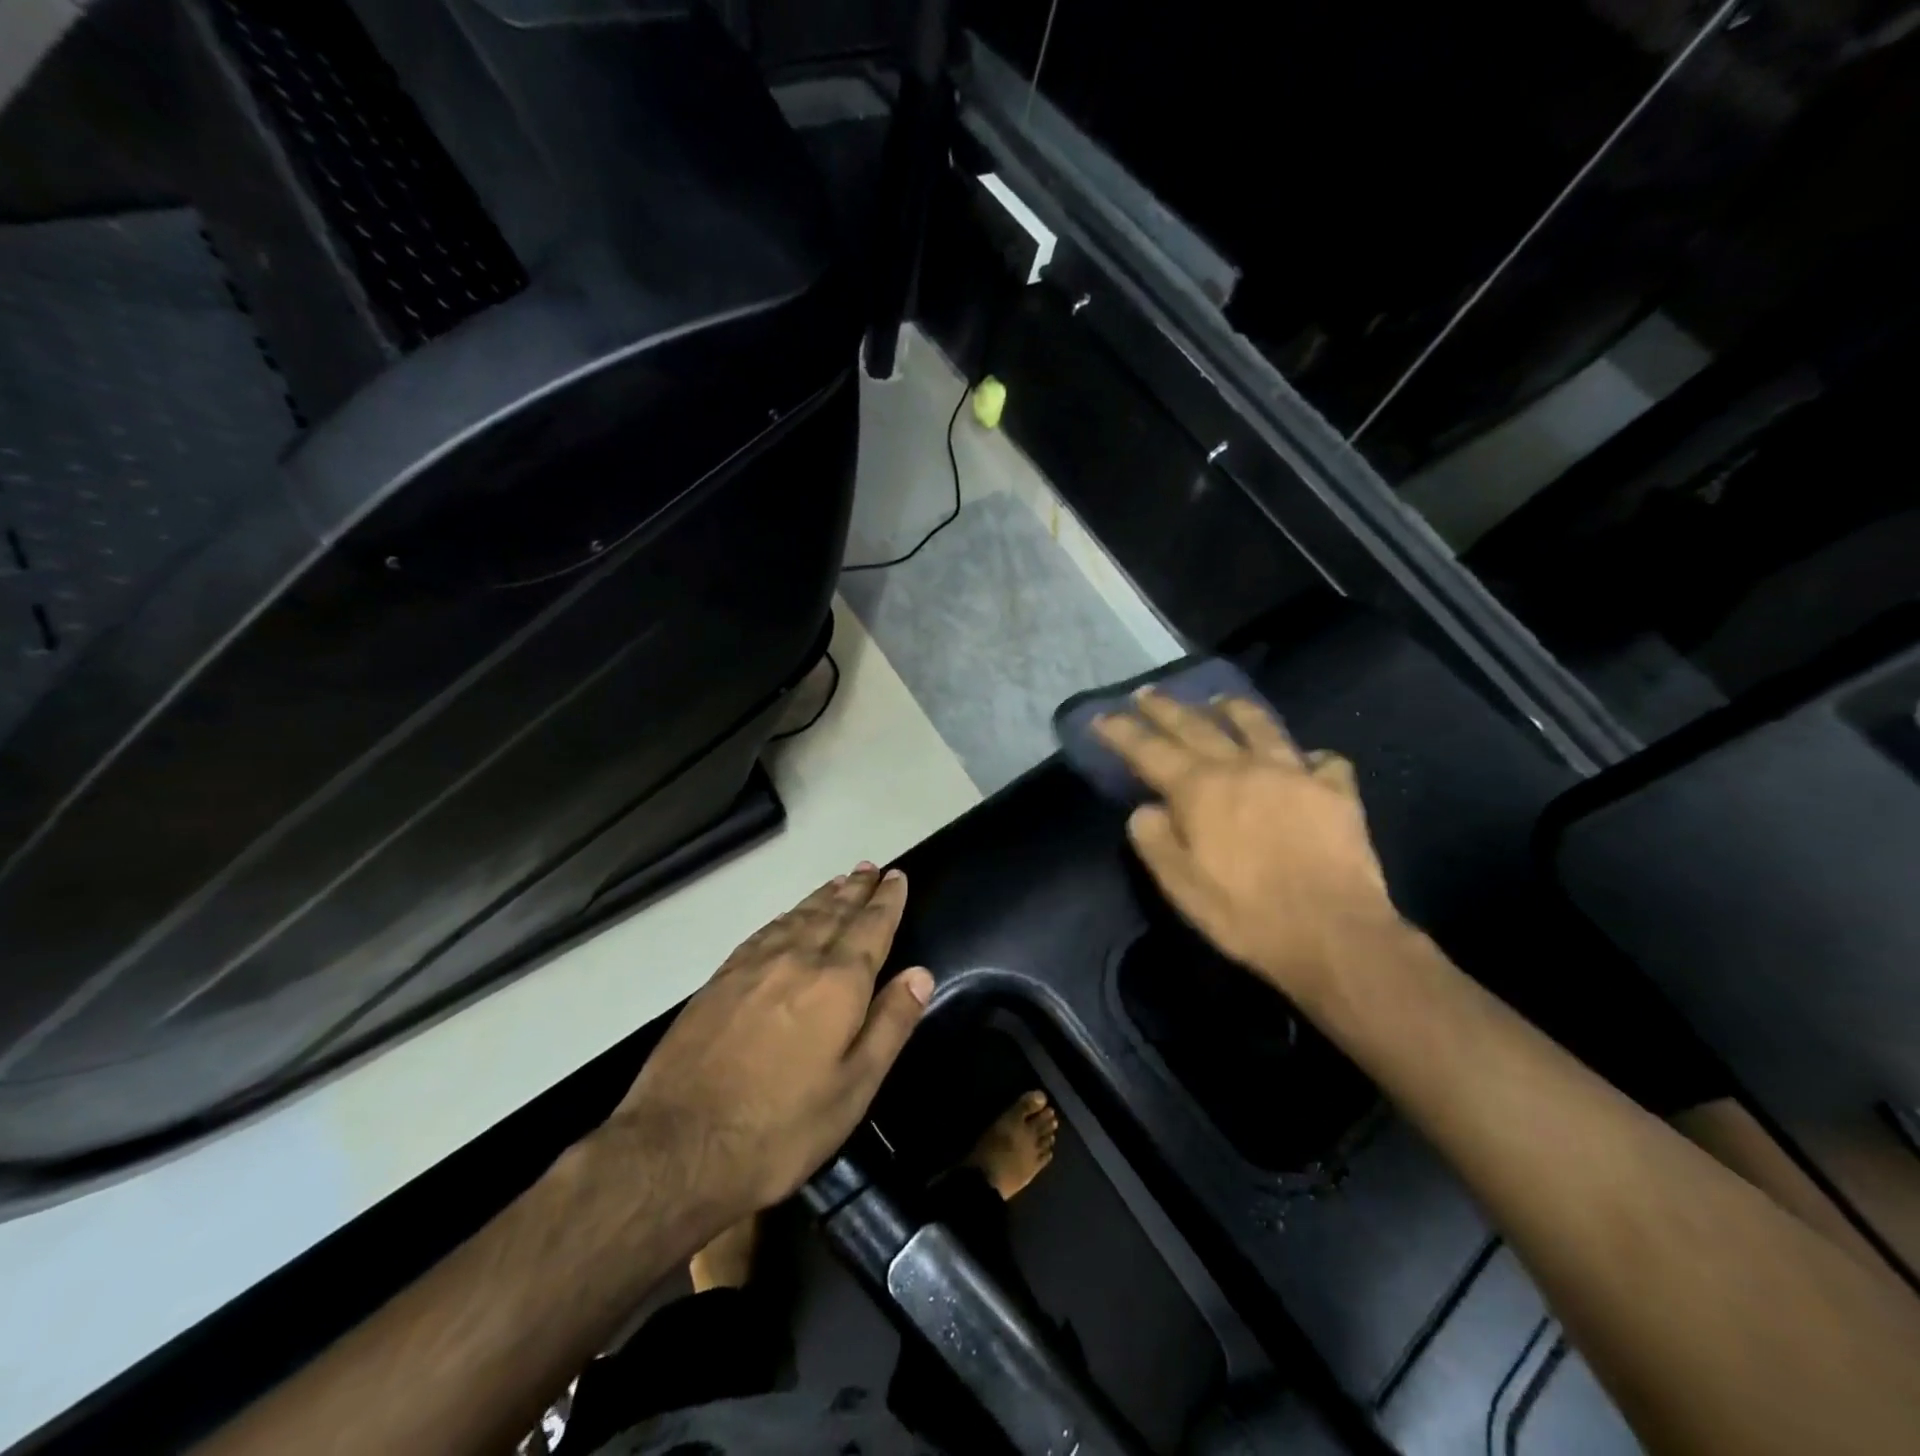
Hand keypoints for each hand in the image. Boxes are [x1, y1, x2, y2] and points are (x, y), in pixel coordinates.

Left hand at [604, 864, 933, 1230]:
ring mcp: (754, 966)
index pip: (871, 927)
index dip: (887, 900)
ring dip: (823, 896)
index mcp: (837, 984)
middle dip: (856, 889)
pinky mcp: (720, 979)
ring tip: (839, 881)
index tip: (897, 876)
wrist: (678, 1148)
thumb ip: (890, 1025)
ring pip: (798, 916)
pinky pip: (764, 931)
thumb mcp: (853, 1089)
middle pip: (834, 912)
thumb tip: (920, 973)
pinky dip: (786, 916)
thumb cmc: (781, 1128)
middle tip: (870, 867)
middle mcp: (798, 959)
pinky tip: (789, 916)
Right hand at [1093, 689, 1403, 1004]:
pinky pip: (1322, 762)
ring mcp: (1293, 773)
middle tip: (1147, 693)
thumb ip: (1154, 839)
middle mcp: (1243, 767)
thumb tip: (1147, 809)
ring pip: (1259, 726)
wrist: (1333, 933)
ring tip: (1220, 699)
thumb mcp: (1180, 885)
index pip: (1149, 750)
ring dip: (1234, 708)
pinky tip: (1306, 761)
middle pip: (1197, 726)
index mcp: (1200, 789)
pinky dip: (1309, 757)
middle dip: (1167, 708)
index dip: (1122, 732)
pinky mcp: (1336, 791)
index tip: (1102, 716)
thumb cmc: (1245, 913)